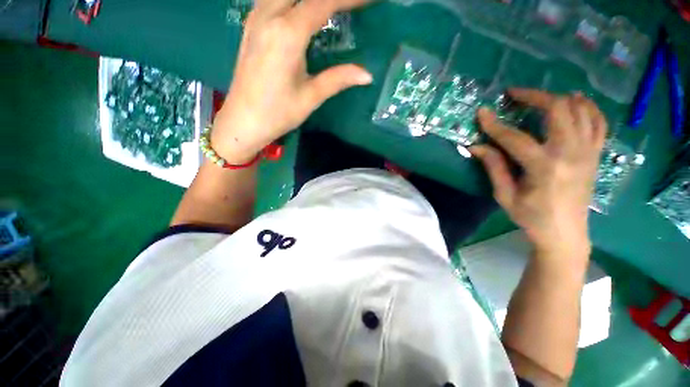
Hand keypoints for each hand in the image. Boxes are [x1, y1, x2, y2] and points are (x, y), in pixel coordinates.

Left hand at [211, 0, 372, 163]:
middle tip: (349, 5)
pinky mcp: (251, 26)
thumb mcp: (311, 97)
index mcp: (287, 34)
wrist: (243, 121)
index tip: (368, 1)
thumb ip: (338, 79)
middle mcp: (269, 16)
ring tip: (330, 7)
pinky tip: (300, 10)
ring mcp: (256, 18)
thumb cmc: (278, 113)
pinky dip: (291, 1)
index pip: (323, 3)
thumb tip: (367, 75)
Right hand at [471, 89, 606, 256]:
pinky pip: (598, 121)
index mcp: (544, 168)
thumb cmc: (531, 217)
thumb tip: (476, 147)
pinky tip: (574, 103)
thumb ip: (493, 167)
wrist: (565, 233)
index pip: (514, 138)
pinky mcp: (595, 154)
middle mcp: (570, 154)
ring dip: (559, 98)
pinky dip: (586, 107)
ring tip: (540, 97)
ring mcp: (588, 152)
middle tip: (515, 94)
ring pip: (581, 109)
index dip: (494, 124)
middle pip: (558, 109)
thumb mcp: (505, 195)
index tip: (482, 112)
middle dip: (534, 96)